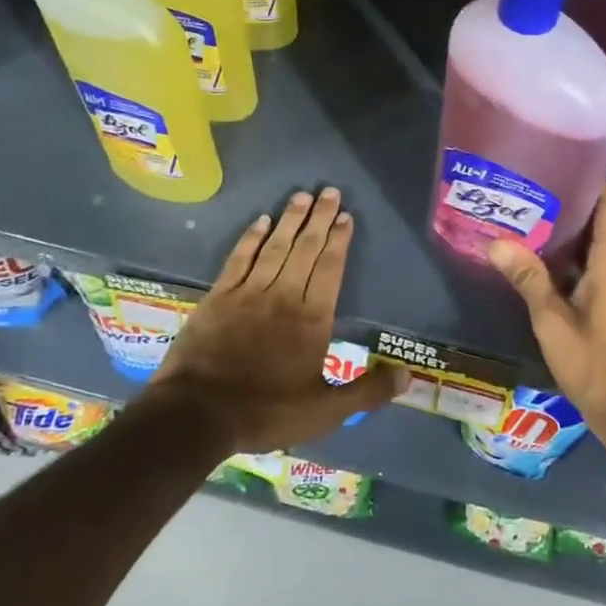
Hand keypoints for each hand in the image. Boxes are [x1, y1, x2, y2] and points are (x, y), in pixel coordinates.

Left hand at [147, 188, 403, 451]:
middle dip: (319, 218)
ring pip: (275, 247)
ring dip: (290, 220)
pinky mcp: (219, 297)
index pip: (331, 268)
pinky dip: (251, 238)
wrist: (196, 415)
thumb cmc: (266, 412)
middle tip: (329, 190)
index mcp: (312, 319)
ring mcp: (249, 293)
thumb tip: (408, 376)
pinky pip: (240, 258)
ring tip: (302, 195)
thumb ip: (367, 392)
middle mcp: (284, 296)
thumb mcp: (325, 412)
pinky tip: (261, 221)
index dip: (339, 240)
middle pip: (306, 248)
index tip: (346, 216)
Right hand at [487, 183, 605, 445]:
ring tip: (525, 218)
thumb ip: (528, 279)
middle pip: (600, 217)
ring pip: (595, 242)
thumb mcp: (553, 321)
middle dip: (567, 203)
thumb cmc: (595, 363)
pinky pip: (594, 264)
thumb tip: (497, 242)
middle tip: (526, 192)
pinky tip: (537, 260)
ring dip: (566, 232)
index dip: (590, 178)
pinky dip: (570, 257)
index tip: (556, 166)